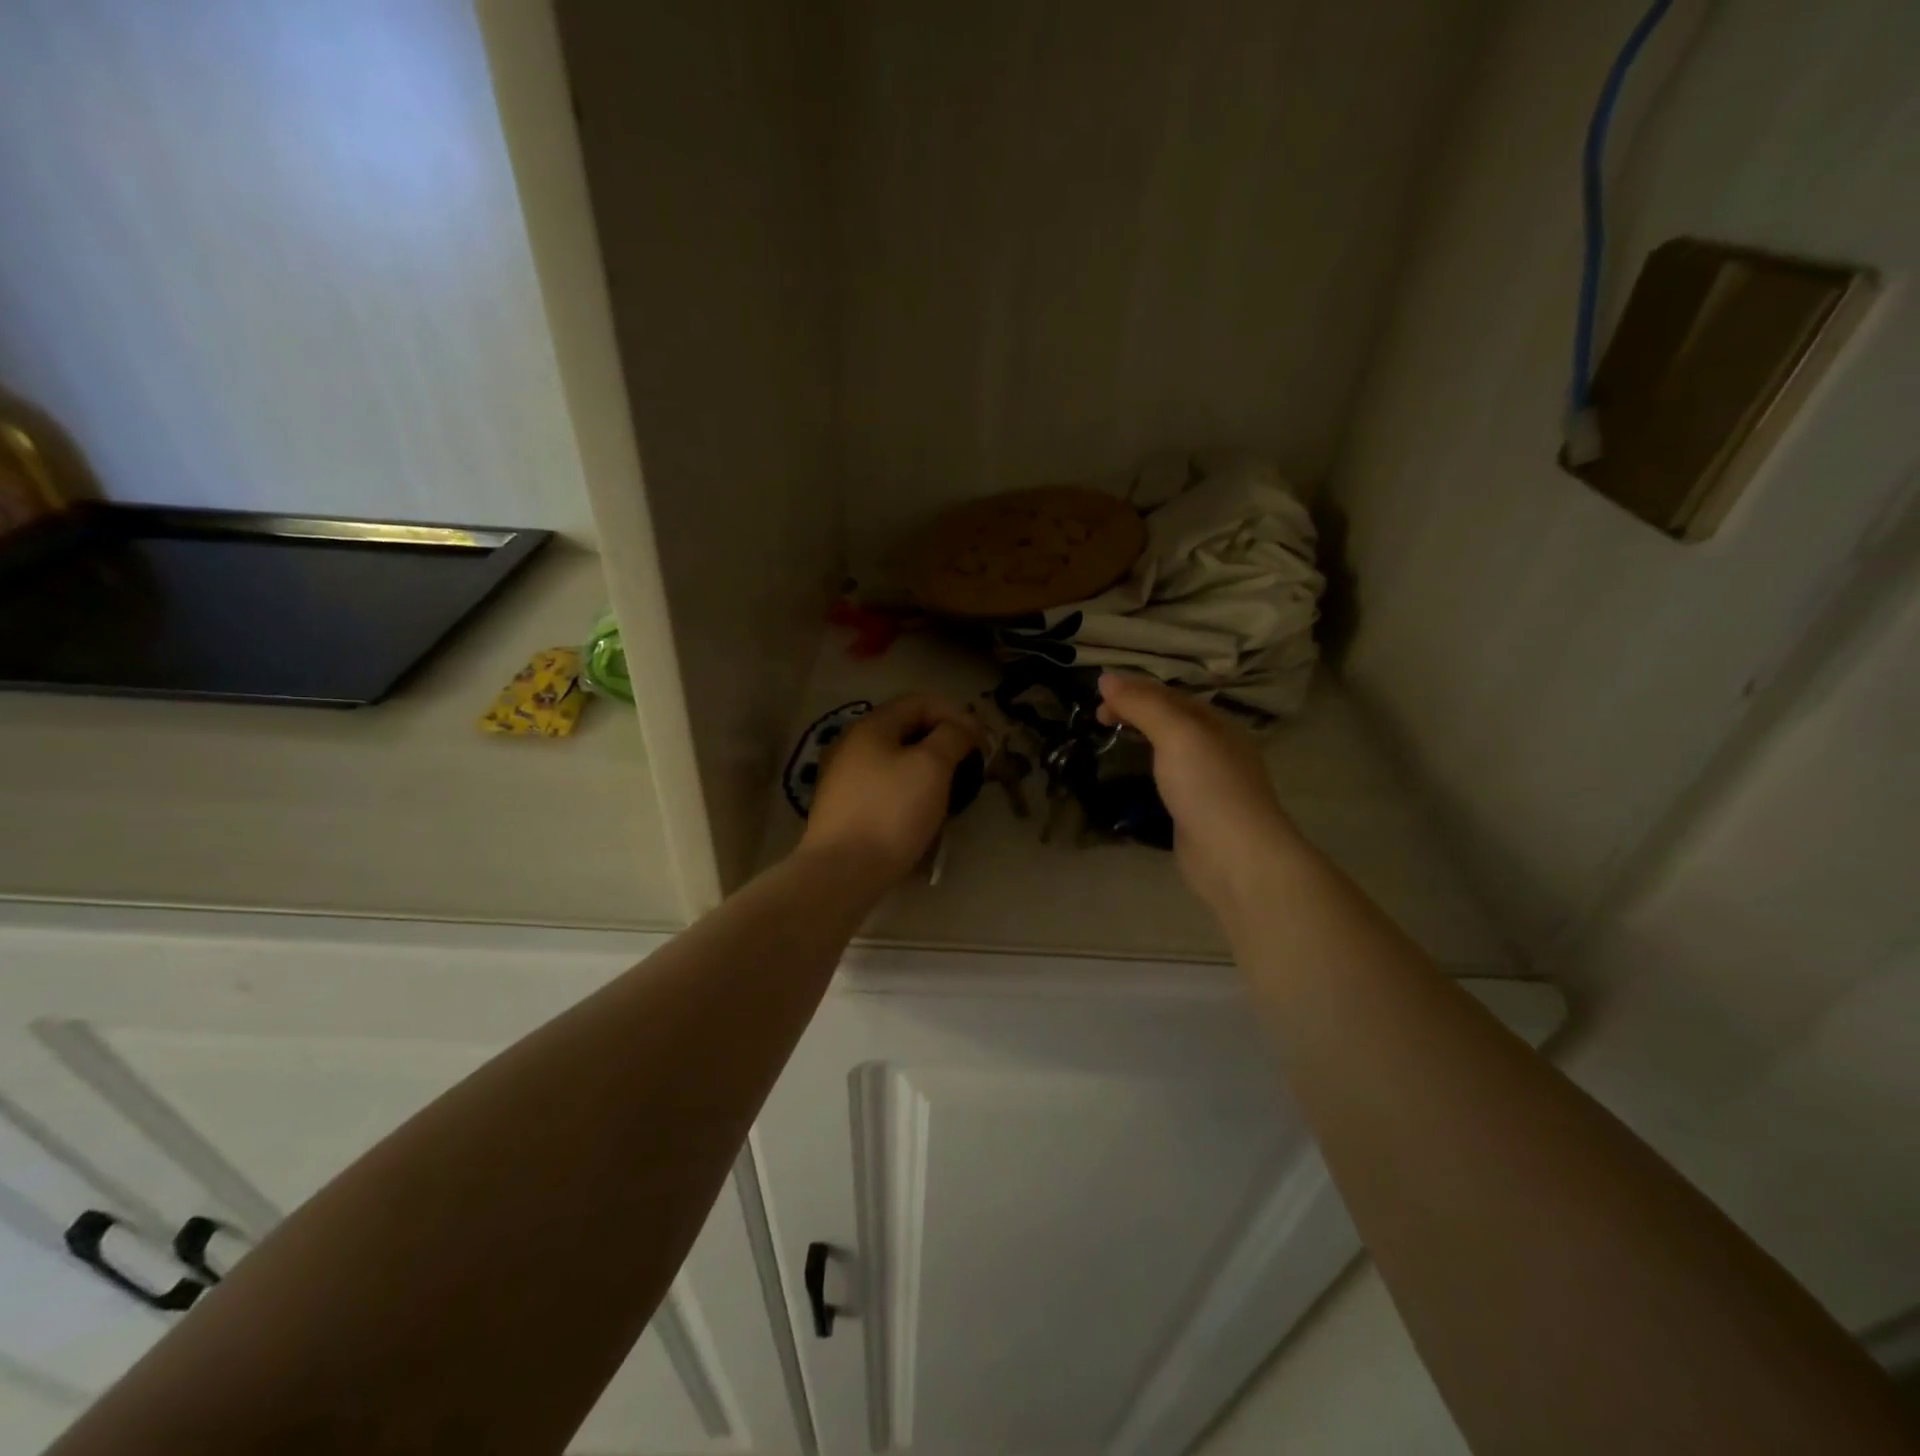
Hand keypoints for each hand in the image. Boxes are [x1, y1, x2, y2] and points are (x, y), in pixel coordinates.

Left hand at [799, 693, 985, 887]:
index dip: (957, 714)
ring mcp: (843, 777)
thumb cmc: (892, 811)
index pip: (921, 701)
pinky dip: (910, 791)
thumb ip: (952, 737)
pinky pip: (885, 787)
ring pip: (896, 761)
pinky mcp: (844, 808)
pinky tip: (923, 814)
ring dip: (928, 770)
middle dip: (944, 743)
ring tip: (951, 793)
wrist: (842, 871)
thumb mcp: (932, 766)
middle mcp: (852, 744)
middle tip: (970, 767)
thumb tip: (960, 729)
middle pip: (907, 730)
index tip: (982, 743)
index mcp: (872, 726)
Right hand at [1096, 673, 1301, 913]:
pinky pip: (1167, 779)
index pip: (1169, 694)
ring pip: (1168, 749)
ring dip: (1140, 739)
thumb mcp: (1176, 734)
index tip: (1096, 700)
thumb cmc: (1208, 787)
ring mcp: (1208, 782)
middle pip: (1170, 719)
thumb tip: (1105, 677)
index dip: (1132, 690)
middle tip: (1098, 720)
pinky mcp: (1196, 811)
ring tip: (1110, 741)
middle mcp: (1215, 747)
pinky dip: (1146, 769)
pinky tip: (1132, 778)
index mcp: (1216, 723)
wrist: (1236, 857)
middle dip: (1135, 712)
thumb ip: (1142, 705)